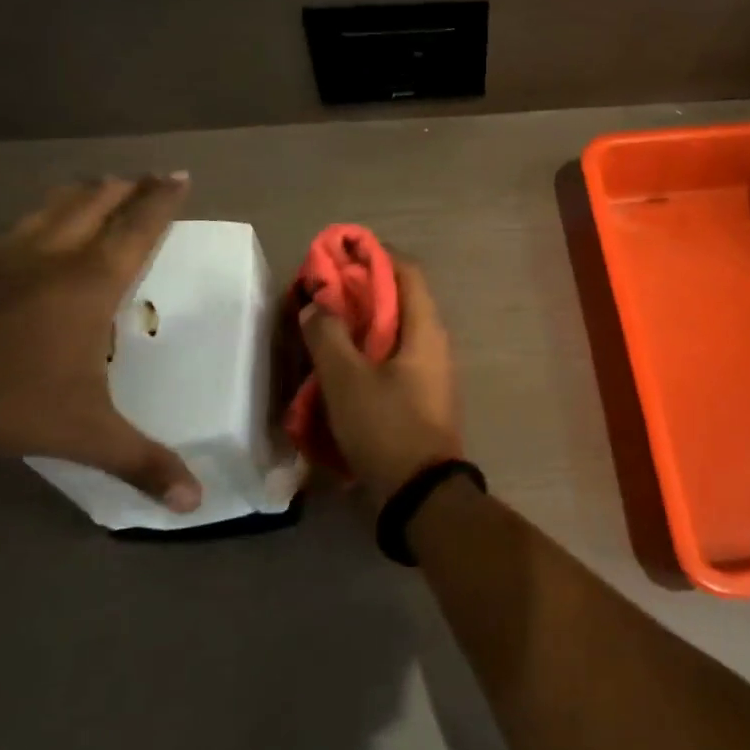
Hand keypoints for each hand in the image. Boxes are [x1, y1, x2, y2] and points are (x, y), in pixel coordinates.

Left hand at [0, 174, 202, 510]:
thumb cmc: (8, 397)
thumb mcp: (83, 433)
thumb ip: (140, 461)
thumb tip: (194, 504)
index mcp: (91, 281)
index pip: (138, 227)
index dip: (162, 199)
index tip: (179, 174)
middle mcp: (51, 255)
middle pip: (94, 202)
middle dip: (124, 186)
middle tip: (142, 175)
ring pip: (49, 208)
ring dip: (78, 194)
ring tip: (93, 185)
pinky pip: (7, 230)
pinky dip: (31, 222)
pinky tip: (22, 234)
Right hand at [299, 258, 461, 501]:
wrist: (420, 495)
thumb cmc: (387, 428)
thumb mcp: (347, 379)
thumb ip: (328, 335)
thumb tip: (316, 304)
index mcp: (424, 329)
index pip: (407, 271)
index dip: (374, 255)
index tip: (339, 254)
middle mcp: (432, 343)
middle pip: (397, 300)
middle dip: (358, 291)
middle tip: (319, 294)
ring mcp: (428, 371)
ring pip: (391, 332)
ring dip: (358, 325)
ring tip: (320, 327)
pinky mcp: (418, 396)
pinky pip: (390, 360)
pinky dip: (364, 353)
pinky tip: (334, 366)